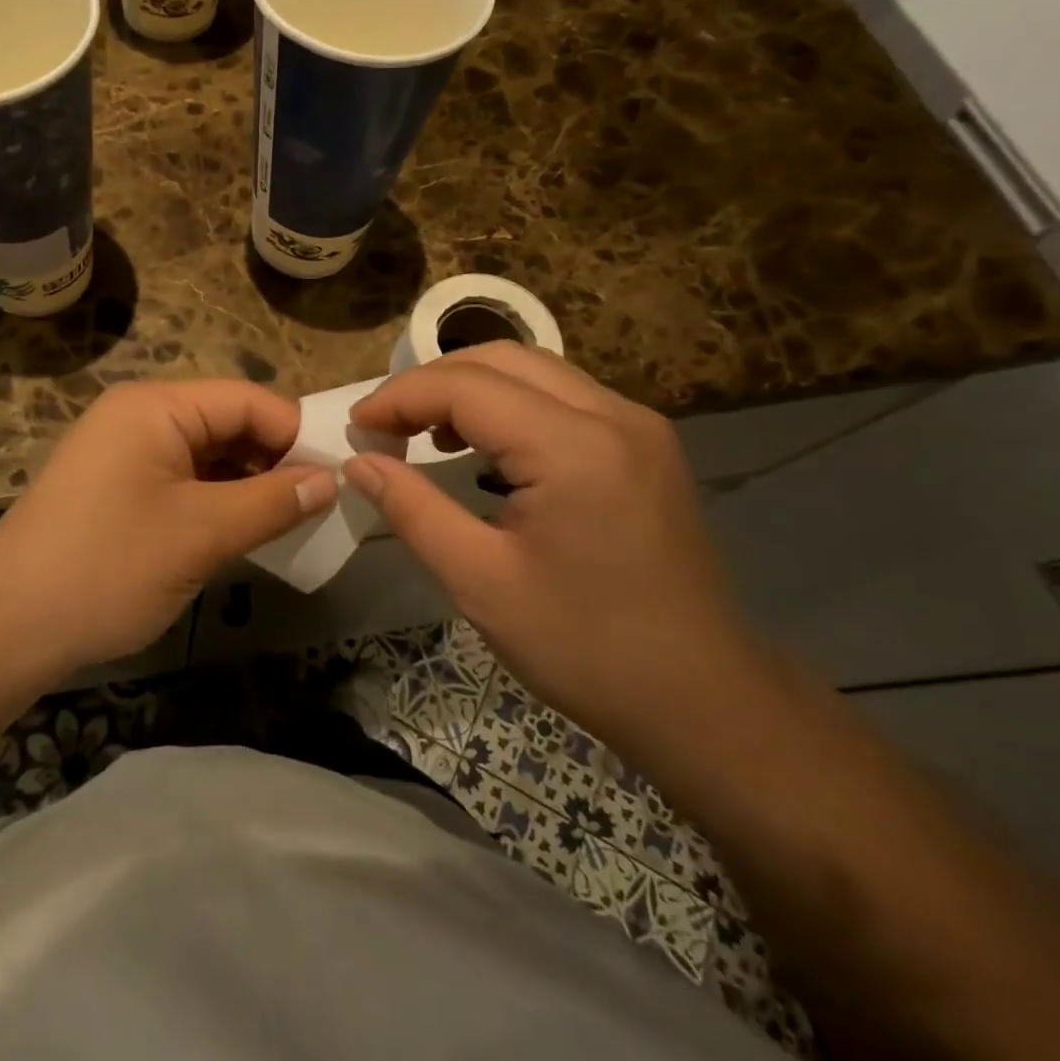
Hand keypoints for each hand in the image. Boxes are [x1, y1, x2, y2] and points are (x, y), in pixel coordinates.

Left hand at [0, 380, 337, 671]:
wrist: (6, 628)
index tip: (337, 479)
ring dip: (247, 485)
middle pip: (228, 423)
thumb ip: (272, 502)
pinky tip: (241, 532)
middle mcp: (139, 416)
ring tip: (288, 524)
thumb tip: (330, 481)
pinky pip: (182, 480)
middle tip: (318, 507)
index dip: (296, 434)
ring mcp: (123, 452)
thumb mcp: (200, 534)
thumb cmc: (107, 567)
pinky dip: (216, 501)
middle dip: (274, 461)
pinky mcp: (116, 488)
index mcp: (156, 407)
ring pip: (207, 455)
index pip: (248, 400)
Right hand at [343, 342, 765, 747]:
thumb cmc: (584, 648)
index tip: (356, 426)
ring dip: (469, 388)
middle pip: (502, 359)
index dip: (400, 397)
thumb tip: (359, 462)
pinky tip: (483, 447)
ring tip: (422, 432)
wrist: (703, 701)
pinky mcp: (644, 447)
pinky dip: (509, 405)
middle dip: (431, 382)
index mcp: (574, 448)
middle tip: (384, 425)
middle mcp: (613, 416)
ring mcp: (638, 427)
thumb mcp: (479, 582)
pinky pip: (562, 399)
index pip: (466, 386)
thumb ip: (412, 509)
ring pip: (535, 371)